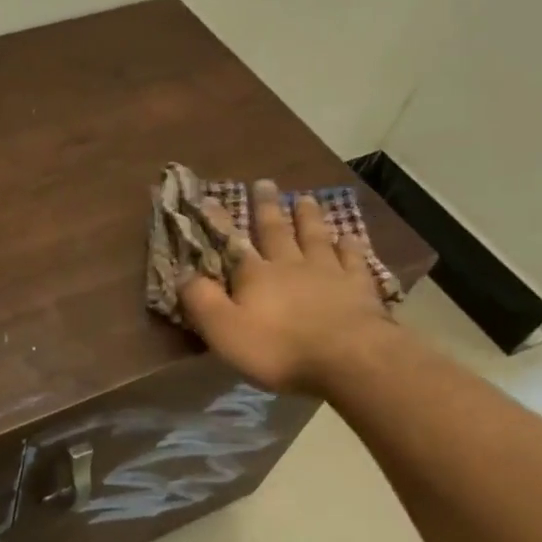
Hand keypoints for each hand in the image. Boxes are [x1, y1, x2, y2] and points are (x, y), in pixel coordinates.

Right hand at [178, 179, 397, 396]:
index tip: (209, 198)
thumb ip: (201, 300)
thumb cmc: (278, 348)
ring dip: (309, 217)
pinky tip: (348, 236)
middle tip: (265, 182)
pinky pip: (353, 258)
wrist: (348, 358)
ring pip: (315, 237)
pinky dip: (349, 245)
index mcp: (255, 275)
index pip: (232, 243)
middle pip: (277, 230)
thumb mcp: (224, 329)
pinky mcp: (359, 287)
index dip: (219, 222)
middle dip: (268, 207)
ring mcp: (329, 272)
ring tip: (305, 198)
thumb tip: (181, 272)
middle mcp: (291, 264)